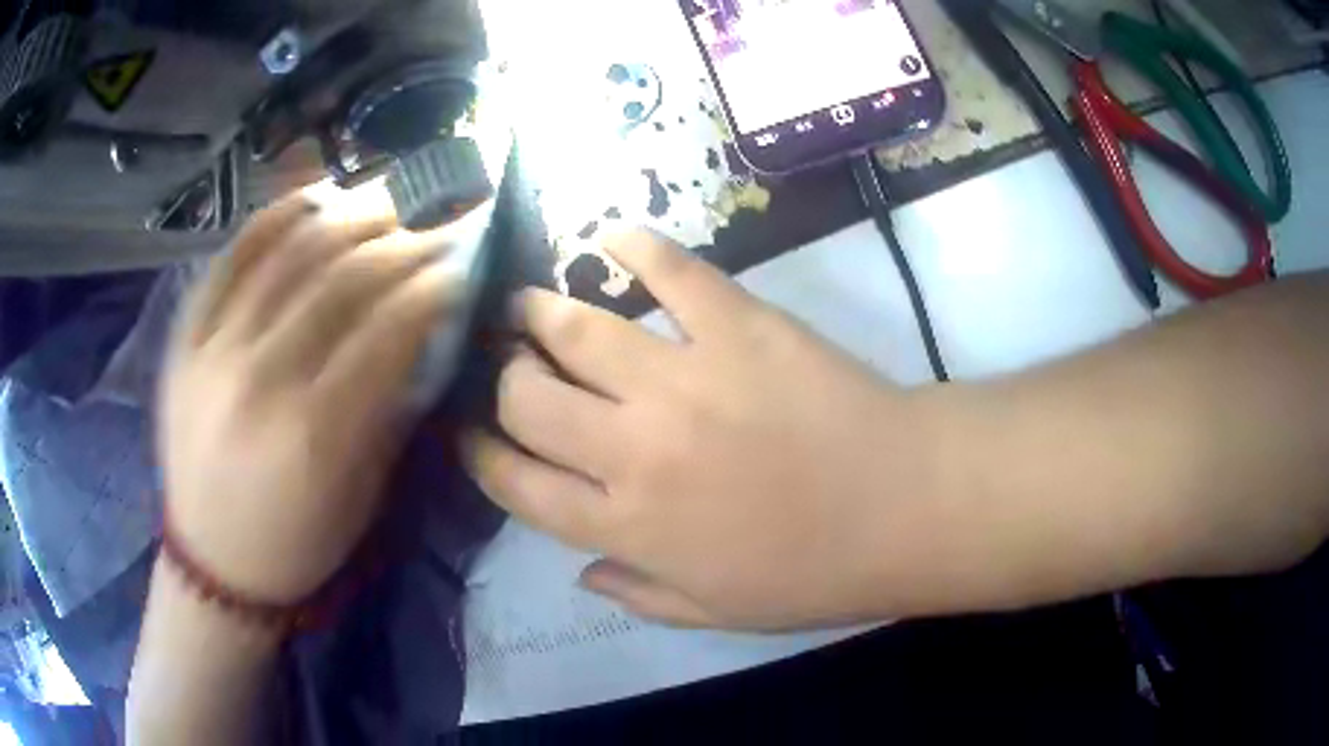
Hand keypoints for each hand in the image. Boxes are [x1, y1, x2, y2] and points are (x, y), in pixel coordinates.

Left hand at [160, 193, 460, 603]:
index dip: (432, 291)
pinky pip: (230, 258)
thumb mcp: (362, 496)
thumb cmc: (297, 542)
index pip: (387, 330)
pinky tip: (312, 198)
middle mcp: (260, 380)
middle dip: (400, 247)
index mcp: (313, 433)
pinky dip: (274, 218)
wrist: (213, 562)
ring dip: (347, 220)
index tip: (459, 273)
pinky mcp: (186, 338)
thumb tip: (422, 334)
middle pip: (342, 280)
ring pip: (288, 254)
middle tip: (431, 234)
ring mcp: (214, 350)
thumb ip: (389, 409)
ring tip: (383, 208)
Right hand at [464, 232, 961, 630]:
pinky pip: (669, 270)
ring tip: (525, 301)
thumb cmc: (815, 572)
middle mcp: (633, 450)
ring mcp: (683, 379)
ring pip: (574, 330)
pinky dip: (632, 247)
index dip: (481, 453)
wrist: (905, 506)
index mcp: (626, 526)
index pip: (516, 483)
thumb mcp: (717, 611)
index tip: (471, 431)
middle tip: (508, 362)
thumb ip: (640, 594)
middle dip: (503, 377)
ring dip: (537, 310)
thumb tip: (581, 572)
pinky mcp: (737, 324)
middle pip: (526, 399)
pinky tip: (611, 240)